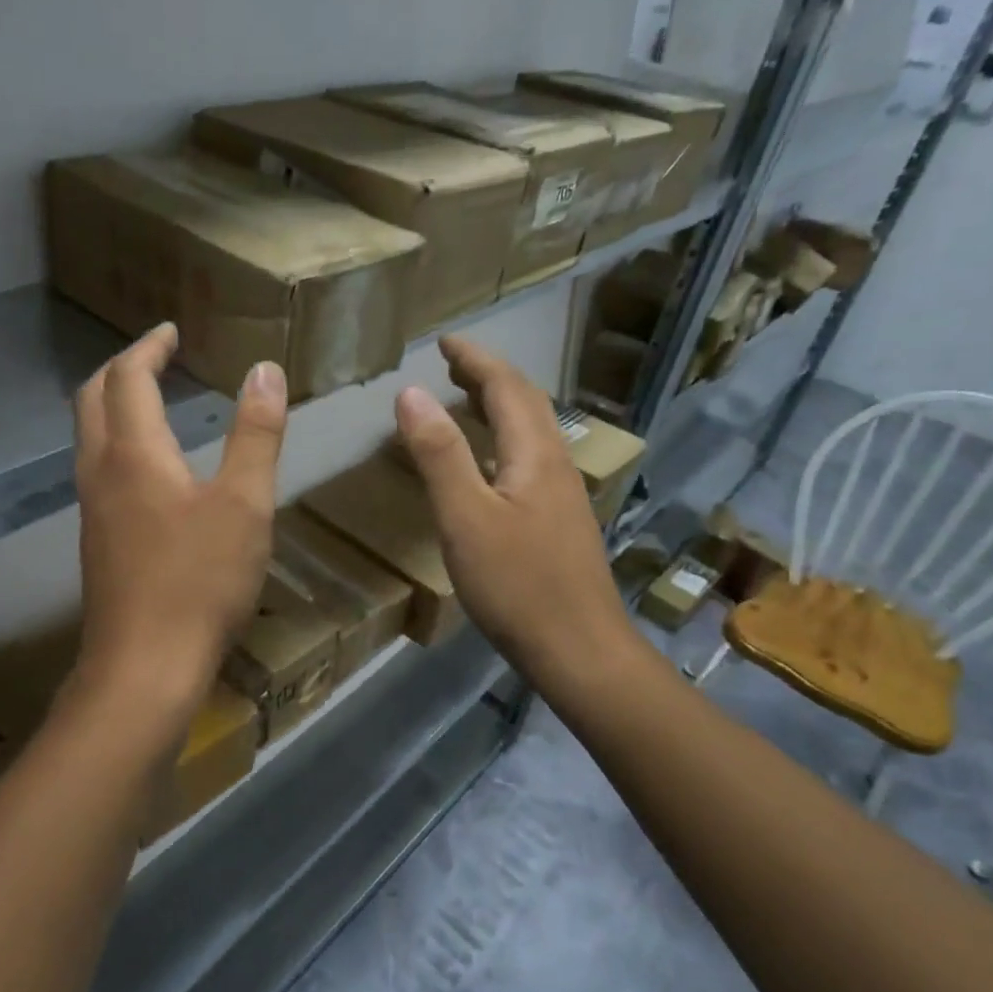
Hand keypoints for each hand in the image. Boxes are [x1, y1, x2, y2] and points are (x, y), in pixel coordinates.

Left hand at [72, 323, 286, 716]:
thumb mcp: (245, 504)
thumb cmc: (200, 581)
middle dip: (121, 368)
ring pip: (89, 436)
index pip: (128, 376)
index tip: (171, 331)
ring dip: (114, 405)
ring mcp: (92, 510)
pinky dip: (118, 443)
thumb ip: (256, 434)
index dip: (149, 346)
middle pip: (92, 399)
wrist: (144, 668)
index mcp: (133, 452)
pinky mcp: (97, 542)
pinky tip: (150, 469)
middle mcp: (100, 471)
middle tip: (156, 357)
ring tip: (153, 401)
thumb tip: (265, 370)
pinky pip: (98, 470)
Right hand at [394, 336, 637, 685]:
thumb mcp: (465, 518)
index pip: (507, 387)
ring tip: (465, 401)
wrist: (580, 650)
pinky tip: (488, 465)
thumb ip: (439, 454)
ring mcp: (563, 496)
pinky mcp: (560, 523)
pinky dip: (503, 441)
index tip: (445, 341)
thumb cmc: (518, 585)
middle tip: (452, 365)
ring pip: (532, 433)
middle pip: (527, 404)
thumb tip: (412, 393)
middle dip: (490, 376)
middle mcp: (557, 465)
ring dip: (499, 407)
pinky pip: (530, 460)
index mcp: (536, 455)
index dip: (476, 359)